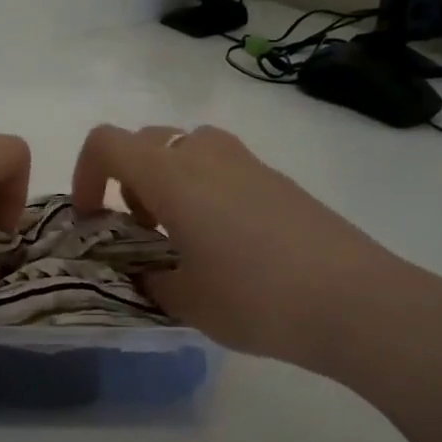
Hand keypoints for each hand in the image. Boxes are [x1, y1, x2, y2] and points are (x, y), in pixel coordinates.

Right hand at [71, 123, 441, 381]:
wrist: (356, 302)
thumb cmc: (255, 299)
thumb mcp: (185, 301)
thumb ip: (149, 280)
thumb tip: (144, 273)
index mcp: (171, 177)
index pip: (106, 143)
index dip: (85, 174)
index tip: (91, 218)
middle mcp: (205, 156)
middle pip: (146, 139)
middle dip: (128, 178)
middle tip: (140, 228)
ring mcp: (247, 163)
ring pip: (188, 146)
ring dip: (168, 177)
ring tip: (181, 231)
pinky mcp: (279, 180)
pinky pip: (224, 165)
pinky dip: (205, 188)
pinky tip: (227, 242)